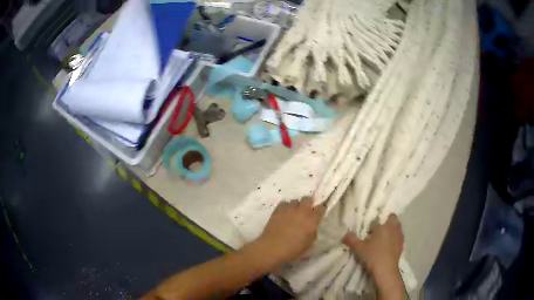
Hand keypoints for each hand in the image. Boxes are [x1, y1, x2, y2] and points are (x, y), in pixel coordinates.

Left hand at [257, 197, 324, 264]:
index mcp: (312, 218)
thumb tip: (312, 226)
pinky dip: (285, 207)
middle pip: (308, 199)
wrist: (273, 248)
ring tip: (294, 214)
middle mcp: (302, 210)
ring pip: (295, 201)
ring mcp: (289, 208)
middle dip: (308, 204)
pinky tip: (284, 214)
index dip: (321, 210)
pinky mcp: (277, 210)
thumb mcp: (310, 243)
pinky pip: (284, 203)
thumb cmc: (294, 249)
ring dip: (296, 206)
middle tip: (306, 213)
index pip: (321, 208)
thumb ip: (313, 231)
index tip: (319, 214)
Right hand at [343, 214, 404, 297]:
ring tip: (382, 240)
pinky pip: (398, 238)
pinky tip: (386, 248)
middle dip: (387, 223)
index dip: (377, 221)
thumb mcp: (358, 248)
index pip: (382, 216)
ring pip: (397, 229)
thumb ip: (351, 239)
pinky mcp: (402, 245)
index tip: (371, 227)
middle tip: (377, 231)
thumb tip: (345, 234)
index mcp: (384, 225)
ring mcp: (399, 237)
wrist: (385, 269)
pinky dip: (393, 240)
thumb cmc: (373, 255)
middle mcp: (394, 228)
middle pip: (393, 220)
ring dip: (391, 231)